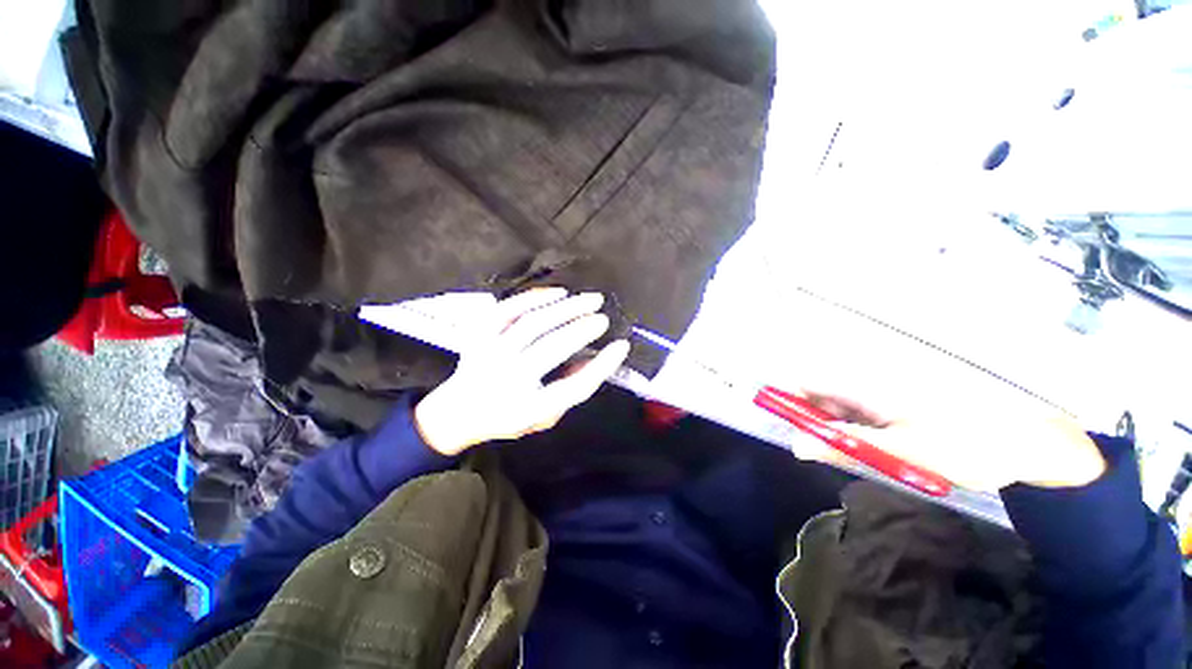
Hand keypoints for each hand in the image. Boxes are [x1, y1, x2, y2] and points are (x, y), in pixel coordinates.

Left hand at [414, 288, 630, 455]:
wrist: (455, 412)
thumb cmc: (506, 416)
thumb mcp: (542, 418)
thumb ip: (568, 391)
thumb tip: (591, 359)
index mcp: (527, 408)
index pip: (573, 388)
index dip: (602, 366)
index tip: (621, 347)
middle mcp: (508, 379)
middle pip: (554, 347)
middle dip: (584, 329)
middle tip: (603, 317)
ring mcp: (489, 353)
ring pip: (533, 323)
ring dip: (566, 308)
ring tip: (590, 299)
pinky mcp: (478, 335)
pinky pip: (508, 309)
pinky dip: (534, 297)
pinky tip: (557, 292)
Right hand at [801, 391, 1106, 493]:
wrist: (1029, 445)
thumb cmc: (964, 446)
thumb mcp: (901, 454)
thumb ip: (845, 447)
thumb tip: (797, 445)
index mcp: (868, 388)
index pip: (811, 383)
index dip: (789, 397)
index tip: (778, 419)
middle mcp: (871, 386)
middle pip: (822, 395)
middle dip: (813, 420)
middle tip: (818, 451)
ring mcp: (887, 397)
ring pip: (842, 409)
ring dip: (836, 430)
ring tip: (858, 455)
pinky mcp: (900, 409)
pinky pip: (863, 417)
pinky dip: (858, 434)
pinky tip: (876, 452)